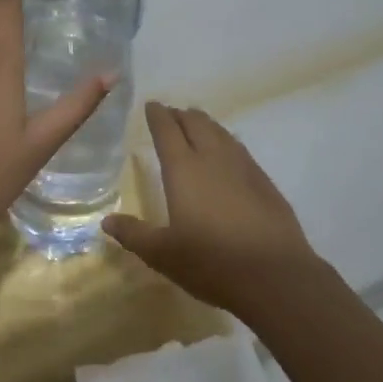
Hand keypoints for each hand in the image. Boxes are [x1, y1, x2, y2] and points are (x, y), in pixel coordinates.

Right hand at [104, 102, 319, 312]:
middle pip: (196, 123)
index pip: (166, 130)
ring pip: (221, 132)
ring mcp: (243, 167)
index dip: (157, 115)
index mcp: (183, 169)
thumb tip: (107, 221)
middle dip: (180, 114)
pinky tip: (228, 153)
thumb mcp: (163, 254)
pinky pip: (240, 149)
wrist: (275, 276)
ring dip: (205, 124)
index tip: (151, 105)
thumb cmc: (211, 262)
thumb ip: (134, 234)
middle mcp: (213, 158)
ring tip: (197, 124)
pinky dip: (227, 142)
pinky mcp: (264, 182)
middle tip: (171, 114)